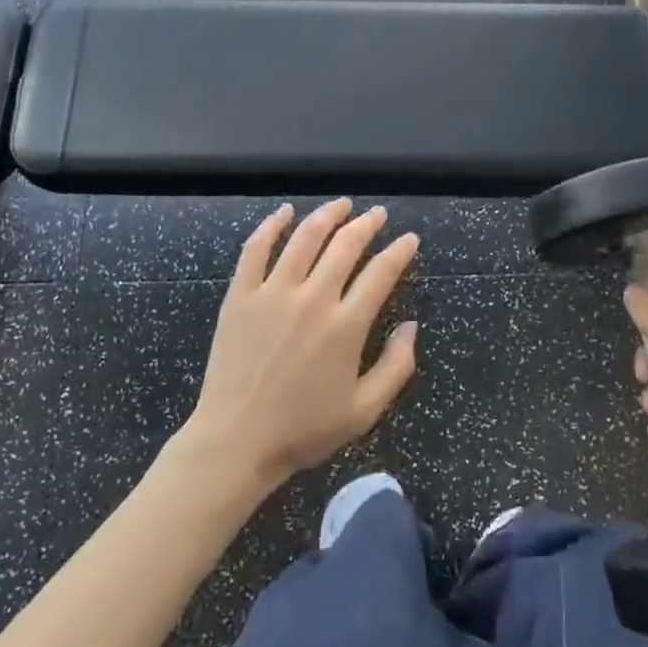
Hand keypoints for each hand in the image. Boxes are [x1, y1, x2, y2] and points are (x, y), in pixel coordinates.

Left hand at [182, 199, 419, 492]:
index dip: (400, 251)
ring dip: (328, 215)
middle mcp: (312, 299)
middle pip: (345, 245)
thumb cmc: (303, 430)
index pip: (381, 273)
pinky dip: (272, 225)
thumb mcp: (364, 410)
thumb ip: (396, 367)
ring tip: (342, 204)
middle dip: (367, 224)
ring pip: (305, 237)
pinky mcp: (241, 295)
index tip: (409, 239)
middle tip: (377, 214)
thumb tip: (411, 325)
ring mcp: (273, 292)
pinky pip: (256, 248)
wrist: (236, 441)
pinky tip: (285, 212)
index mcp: (345, 326)